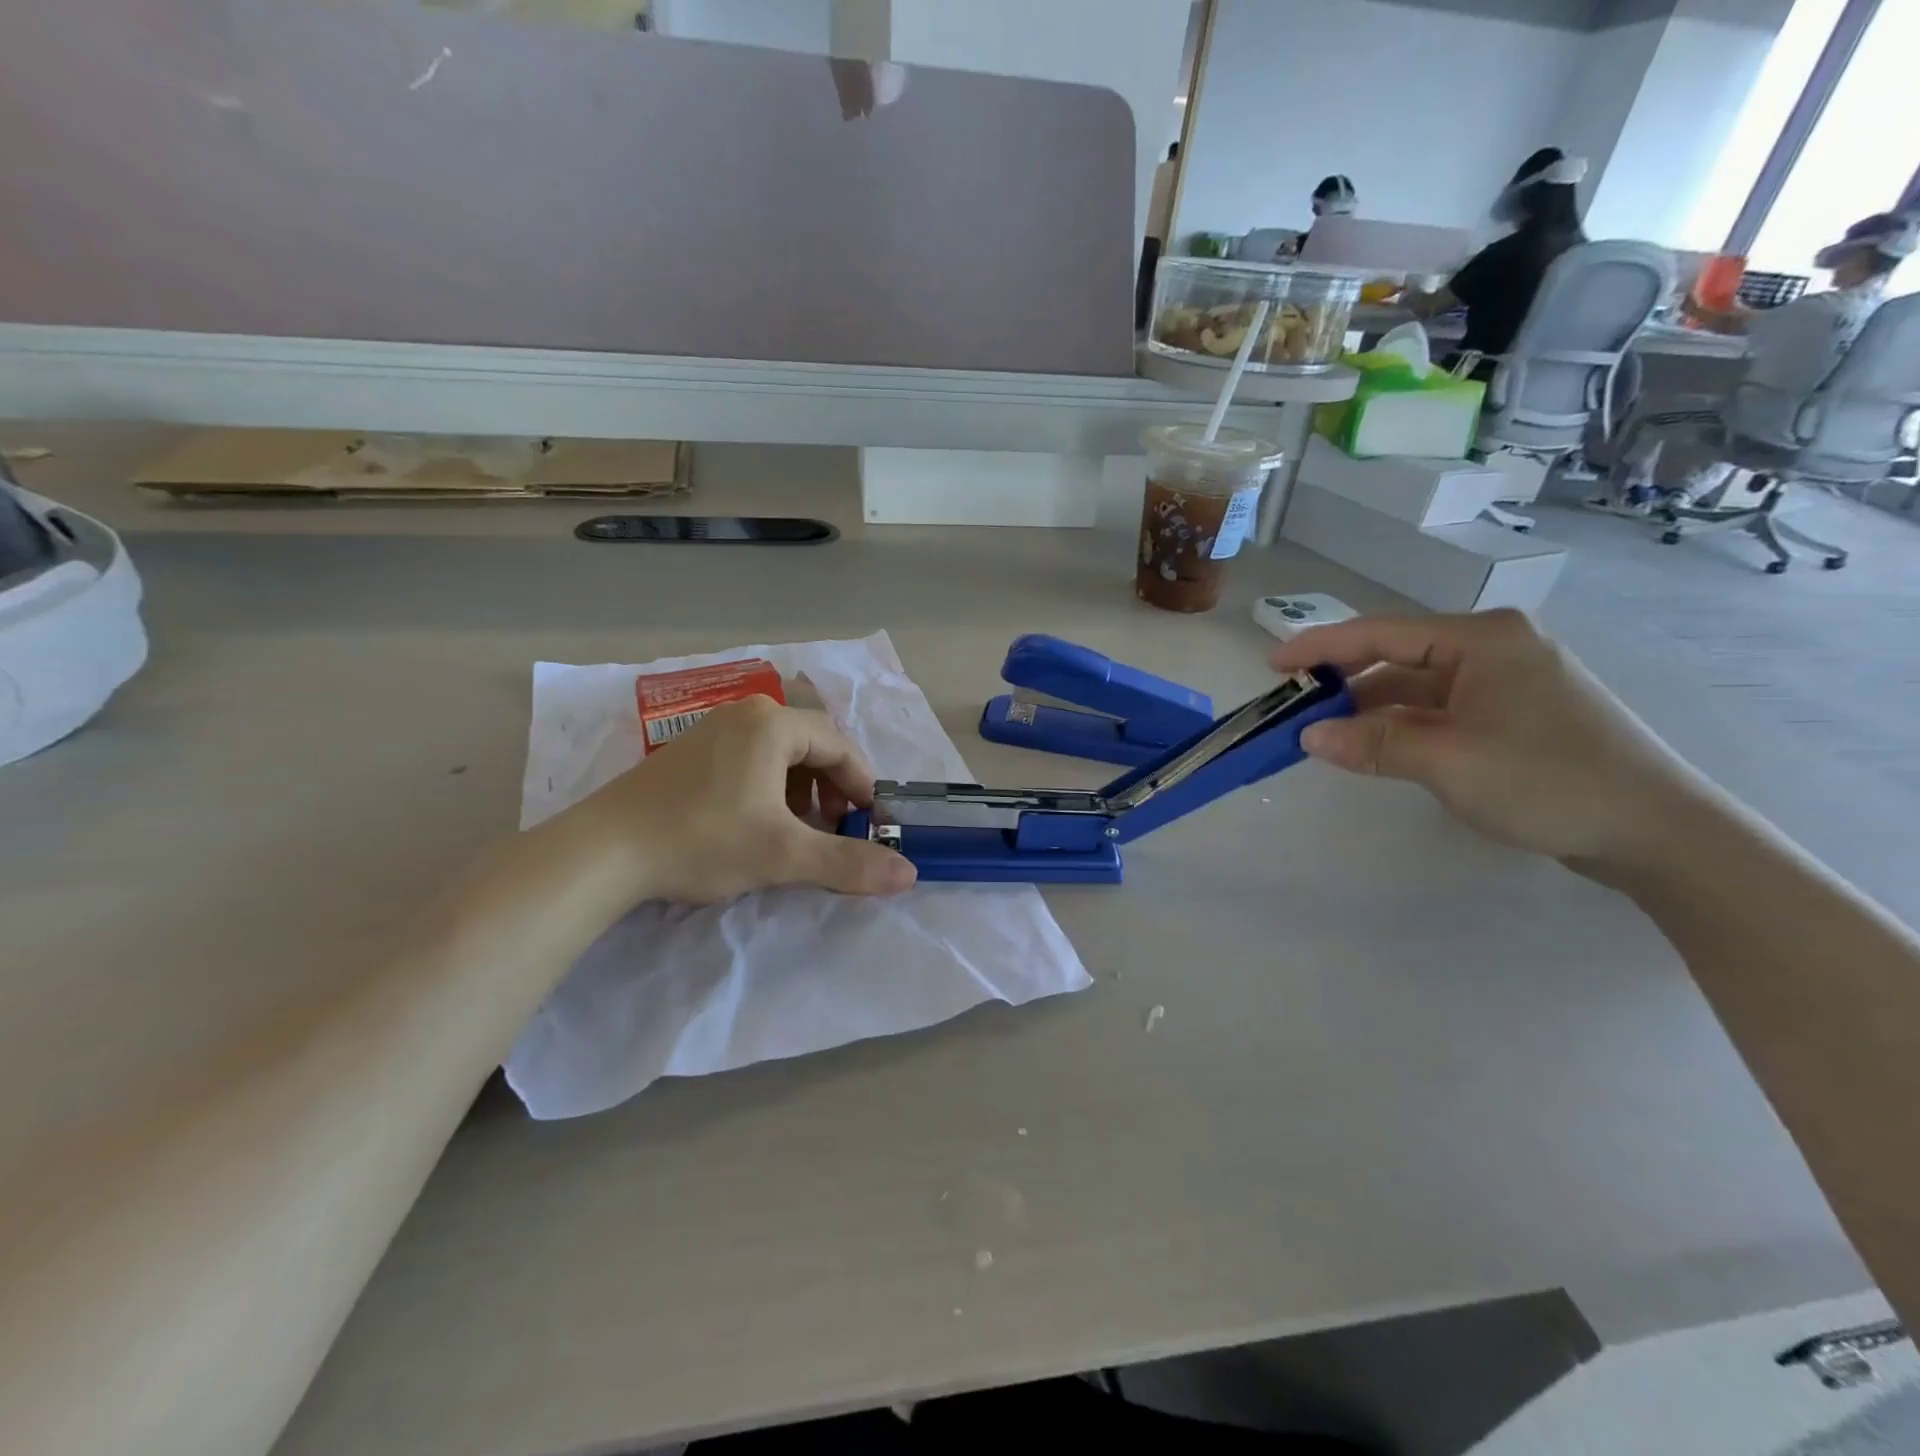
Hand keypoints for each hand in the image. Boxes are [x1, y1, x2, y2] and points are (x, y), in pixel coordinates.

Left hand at [550, 695, 916, 905]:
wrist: (603, 852)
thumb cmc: (703, 840)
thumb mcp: (784, 854)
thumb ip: (849, 862)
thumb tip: (910, 874)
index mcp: (772, 724)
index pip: (839, 746)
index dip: (861, 786)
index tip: (870, 824)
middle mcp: (745, 715)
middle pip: (810, 746)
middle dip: (830, 788)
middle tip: (835, 829)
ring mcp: (712, 730)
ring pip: (778, 754)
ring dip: (800, 790)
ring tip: (798, 830)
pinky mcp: (688, 752)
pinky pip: (748, 760)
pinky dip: (768, 788)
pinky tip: (756, 824)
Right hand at [1271, 610, 1714, 868]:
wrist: (1657, 831)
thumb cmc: (1548, 780)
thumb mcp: (1447, 760)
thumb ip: (1372, 743)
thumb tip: (1308, 735)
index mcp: (1483, 639)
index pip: (1382, 633)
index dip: (1321, 647)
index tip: (1273, 664)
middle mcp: (1494, 649)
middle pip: (1397, 656)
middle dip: (1344, 681)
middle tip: (1293, 705)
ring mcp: (1507, 682)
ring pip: (1417, 686)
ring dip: (1371, 708)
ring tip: (1325, 732)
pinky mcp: (1515, 715)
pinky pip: (1439, 710)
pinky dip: (1402, 725)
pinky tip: (1375, 746)